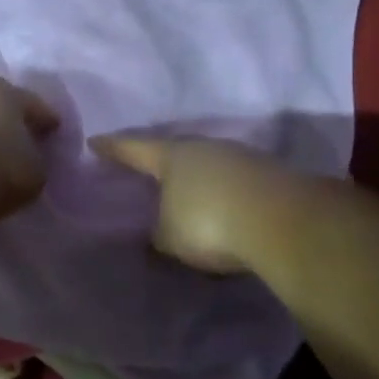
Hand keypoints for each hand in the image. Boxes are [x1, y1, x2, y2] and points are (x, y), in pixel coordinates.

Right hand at [92, 135, 299, 273]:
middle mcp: (204, 147)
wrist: (283, 221)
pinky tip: (221, 206)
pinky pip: (233, 181)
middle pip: (174, 150)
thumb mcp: (170, 237)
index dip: (112, 147)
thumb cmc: (209, 222)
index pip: (132, 147)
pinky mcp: (269, 175)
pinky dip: (222, 192)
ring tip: (185, 192)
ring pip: (207, 163)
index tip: (95, 141)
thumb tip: (157, 236)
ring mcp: (240, 157)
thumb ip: (158, 235)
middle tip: (144, 167)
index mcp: (171, 155)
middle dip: (158, 159)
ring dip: (195, 177)